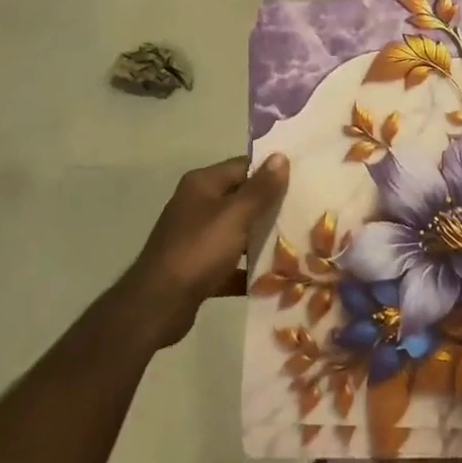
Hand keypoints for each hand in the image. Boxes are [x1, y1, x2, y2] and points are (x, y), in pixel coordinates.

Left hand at [120, 154, 288, 347]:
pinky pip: (229, 263)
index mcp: (203, 184)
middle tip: (304, 214)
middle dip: (270, 208)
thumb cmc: (198, 251)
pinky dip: (246, 269)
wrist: (157, 305)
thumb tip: (280, 156)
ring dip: (261, 240)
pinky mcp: (196, 268)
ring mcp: (195, 237)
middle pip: (241, 199)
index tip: (302, 182)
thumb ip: (260, 188)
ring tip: (297, 245)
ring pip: (236, 232)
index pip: (243, 167)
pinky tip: (273, 278)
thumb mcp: (235, 216)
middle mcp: (196, 205)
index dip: (271, 173)